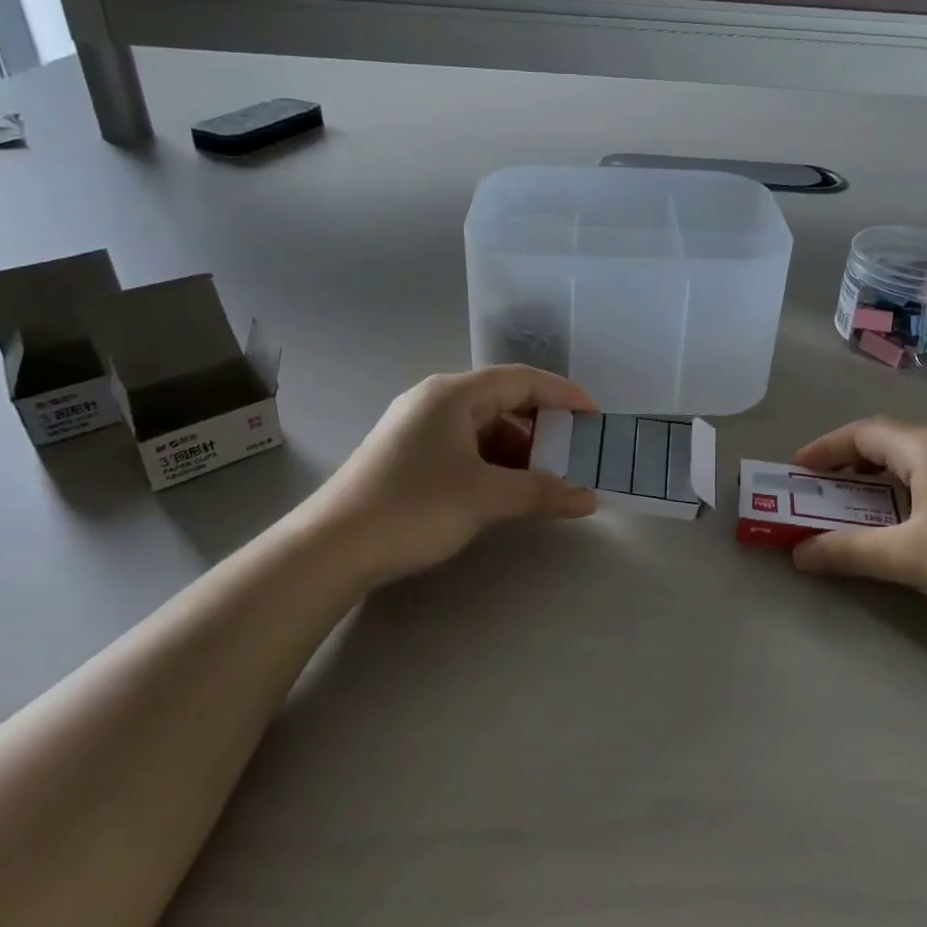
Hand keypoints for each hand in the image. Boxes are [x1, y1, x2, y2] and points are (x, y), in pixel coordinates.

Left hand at [303, 367, 598, 585]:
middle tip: (574, 453)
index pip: (522, 379)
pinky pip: (464, 446)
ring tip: (546, 478)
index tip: (595, 417)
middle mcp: (435, 400)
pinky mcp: (408, 454)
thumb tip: (588, 498)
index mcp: (454, 394)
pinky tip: (506, 489)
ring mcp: (418, 427)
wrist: (332, 547)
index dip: (564, 394)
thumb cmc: (414, 506)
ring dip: (518, 449)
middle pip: (503, 401)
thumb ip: (541, 492)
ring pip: (483, 427)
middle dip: (543, 426)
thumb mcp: (485, 497)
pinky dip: (492, 463)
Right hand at [789, 417, 926, 645]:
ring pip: (914, 458)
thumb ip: (848, 551)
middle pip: (889, 440)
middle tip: (821, 488)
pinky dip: (905, 487)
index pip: (864, 432)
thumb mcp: (908, 558)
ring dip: (878, 476)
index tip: (797, 470)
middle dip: (849, 461)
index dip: (826, 448)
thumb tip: (799, 553)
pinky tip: (906, 519)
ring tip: (856, 503)